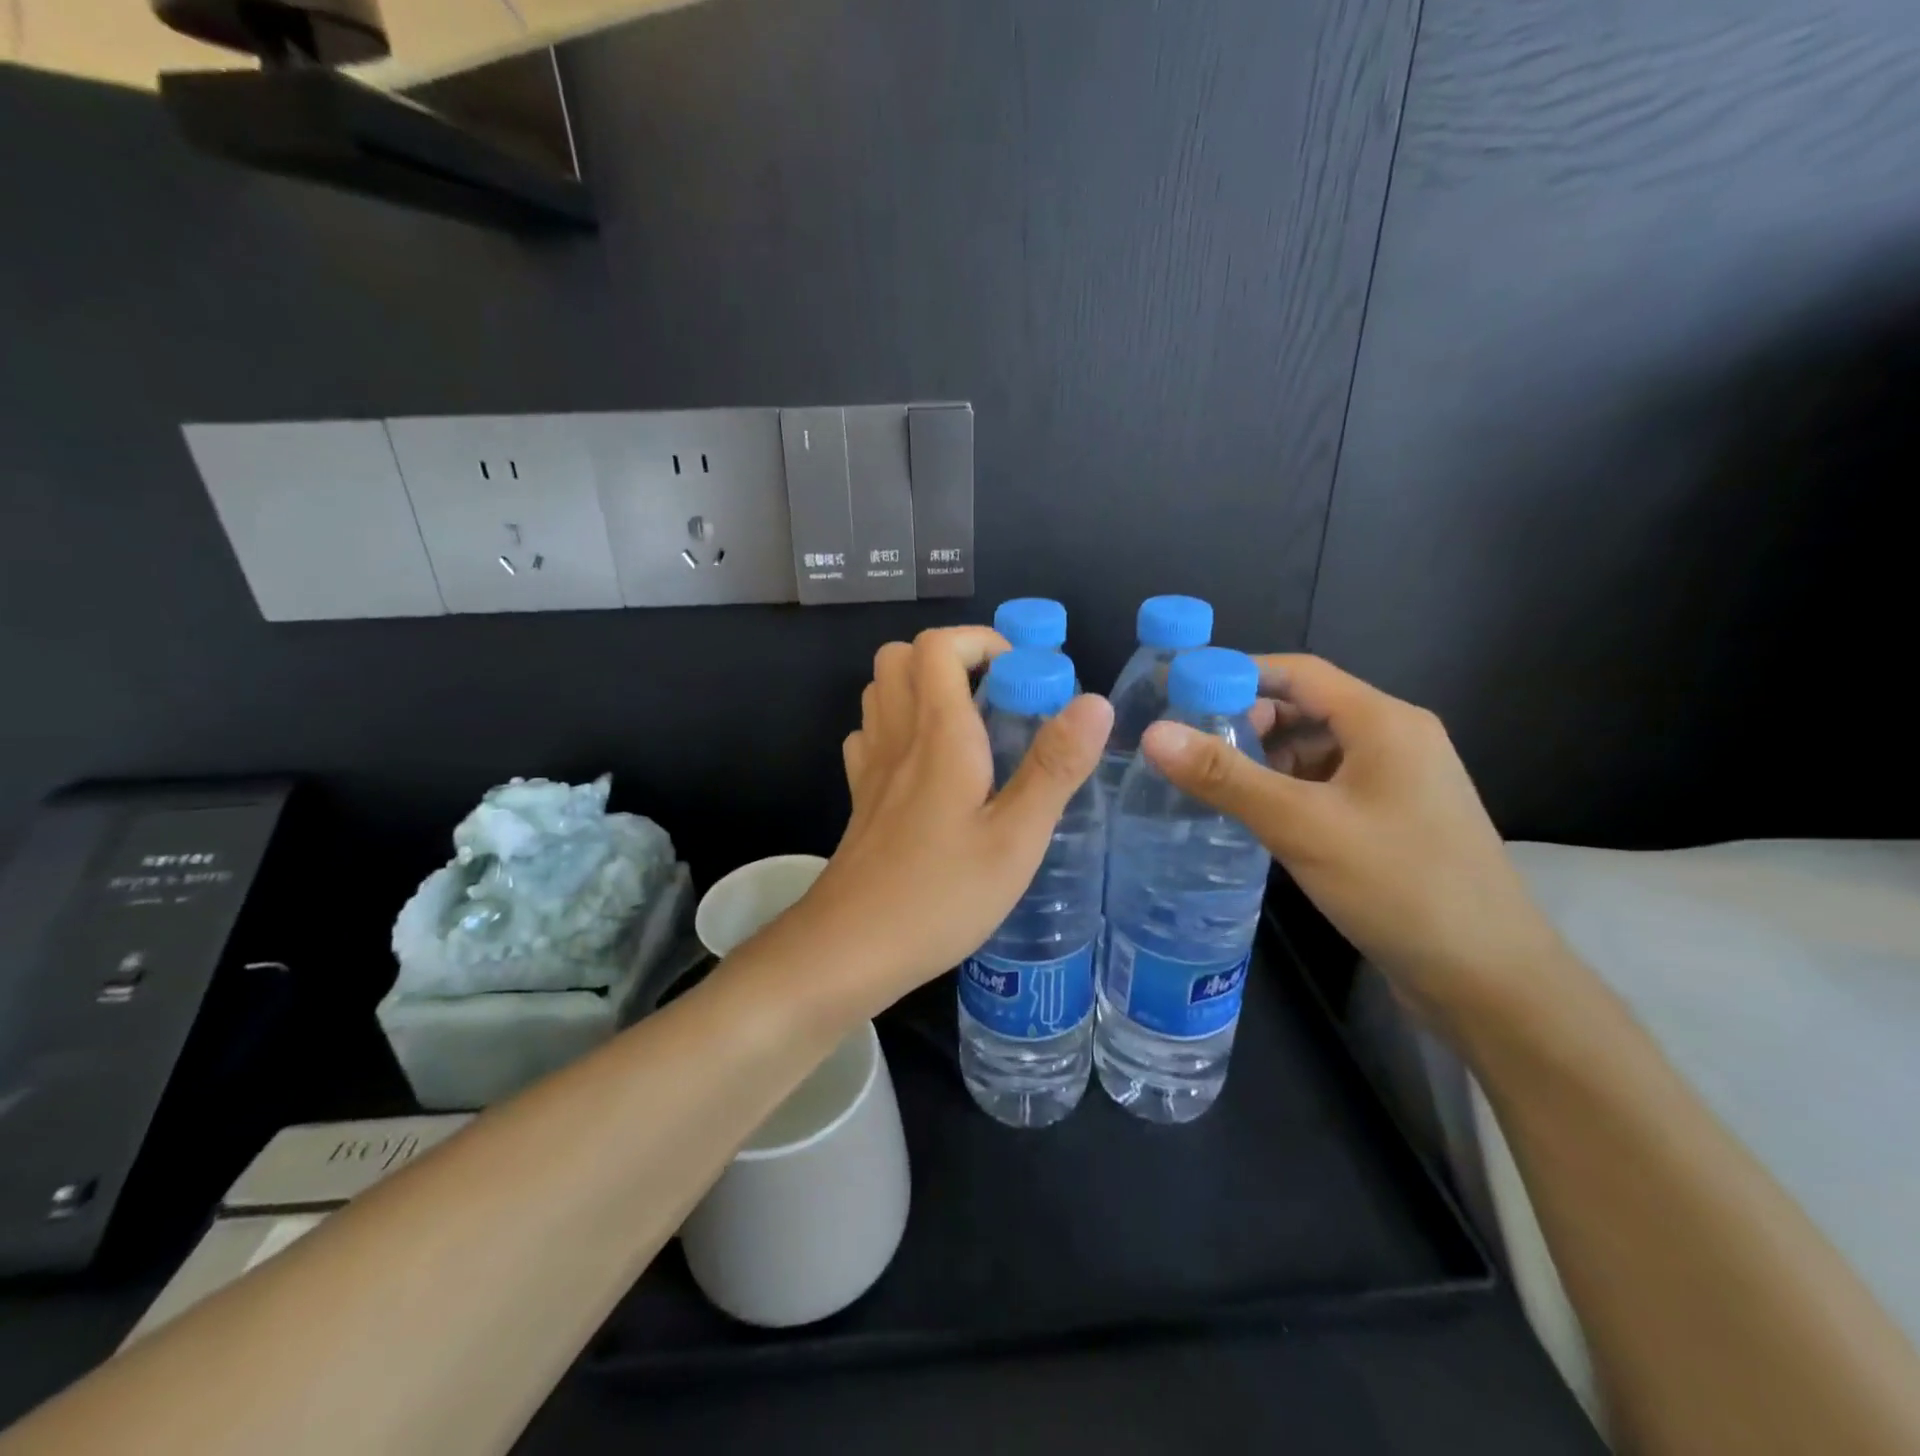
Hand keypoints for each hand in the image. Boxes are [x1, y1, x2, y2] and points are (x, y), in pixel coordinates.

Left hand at [784, 627, 1112, 1020]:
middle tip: (995, 695)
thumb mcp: (1016, 839)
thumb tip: (1094, 701)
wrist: (850, 948)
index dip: (981, 642)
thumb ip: (1054, 767)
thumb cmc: (941, 895)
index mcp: (938, 734)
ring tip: (968, 725)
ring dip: (922, 687)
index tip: (1022, 676)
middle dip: (950, 657)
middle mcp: (897, 736)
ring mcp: (870, 766)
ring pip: (880, 691)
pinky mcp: (860, 797)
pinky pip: (870, 734)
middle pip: (900, 656)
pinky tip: (927, 764)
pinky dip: (897, 726)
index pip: (939, 646)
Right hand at [1140, 654, 1564, 1032]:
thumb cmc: (1398, 886)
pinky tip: (1255, 816)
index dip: (1235, 675)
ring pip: (1315, 750)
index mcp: (1384, 722)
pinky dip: (1287, 790)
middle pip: (1306, 708)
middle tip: (1189, 750)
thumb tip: (1152, 734)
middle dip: (1246, 722)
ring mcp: (1398, 782)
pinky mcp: (1393, 819)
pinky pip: (1328, 785)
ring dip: (1264, 760)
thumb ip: (1225, 777)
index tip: (1178, 695)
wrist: (1489, 979)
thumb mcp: (1301, 826)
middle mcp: (1395, 739)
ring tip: (1210, 784)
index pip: (1298, 672)